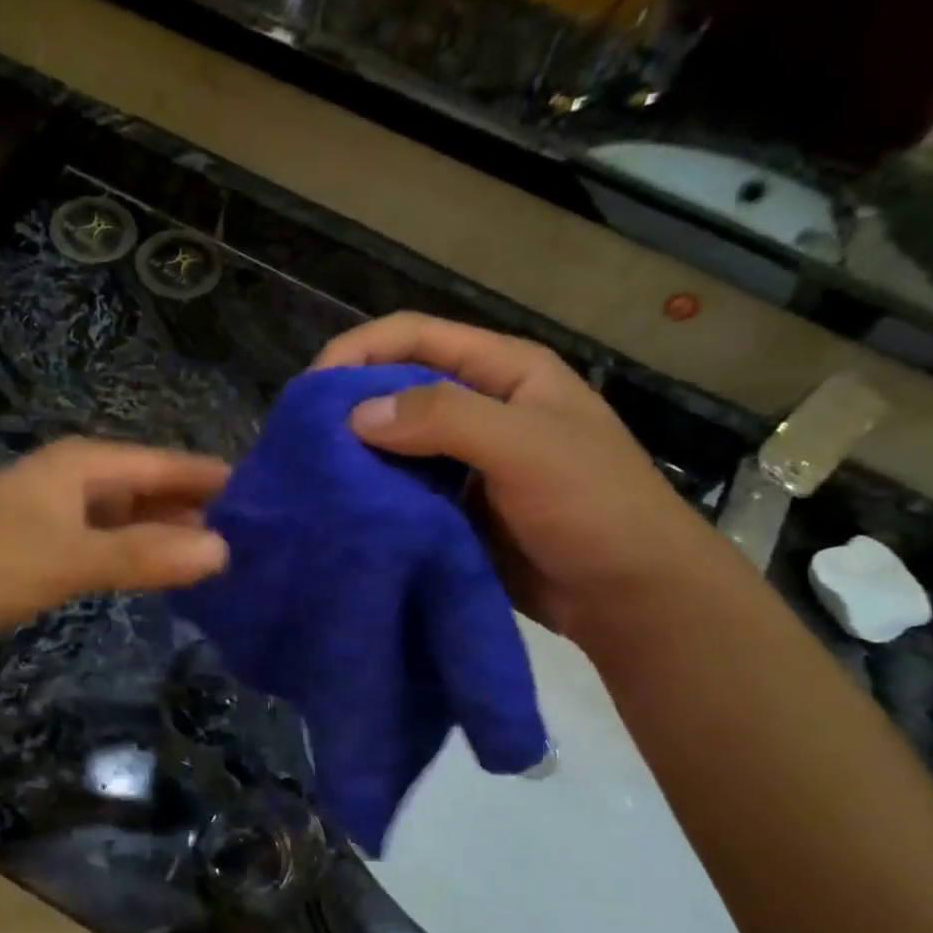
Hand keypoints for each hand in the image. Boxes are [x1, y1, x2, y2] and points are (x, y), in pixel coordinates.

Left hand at [0, 439, 230, 653]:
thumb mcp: (72, 558)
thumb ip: (146, 555)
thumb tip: (224, 551)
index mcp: (85, 464)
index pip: (167, 465)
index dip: (215, 480)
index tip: (267, 499)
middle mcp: (76, 478)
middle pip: (151, 487)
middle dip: (197, 509)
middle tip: (253, 537)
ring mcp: (59, 512)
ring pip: (130, 516)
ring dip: (168, 533)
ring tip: (221, 556)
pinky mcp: (47, 544)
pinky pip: (109, 541)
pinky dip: (138, 553)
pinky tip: (163, 571)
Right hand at [314, 314, 737, 637]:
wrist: (631, 597)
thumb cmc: (594, 507)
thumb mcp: (527, 448)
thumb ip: (444, 419)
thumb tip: (354, 415)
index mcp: (503, 371)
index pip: (416, 336)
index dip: (358, 350)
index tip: (310, 389)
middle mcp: (479, 407)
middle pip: (397, 386)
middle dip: (348, 404)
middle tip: (300, 438)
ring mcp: (465, 460)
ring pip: (394, 442)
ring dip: (355, 453)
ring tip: (309, 474)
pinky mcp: (454, 507)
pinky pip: (402, 488)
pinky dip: (372, 494)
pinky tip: (341, 508)